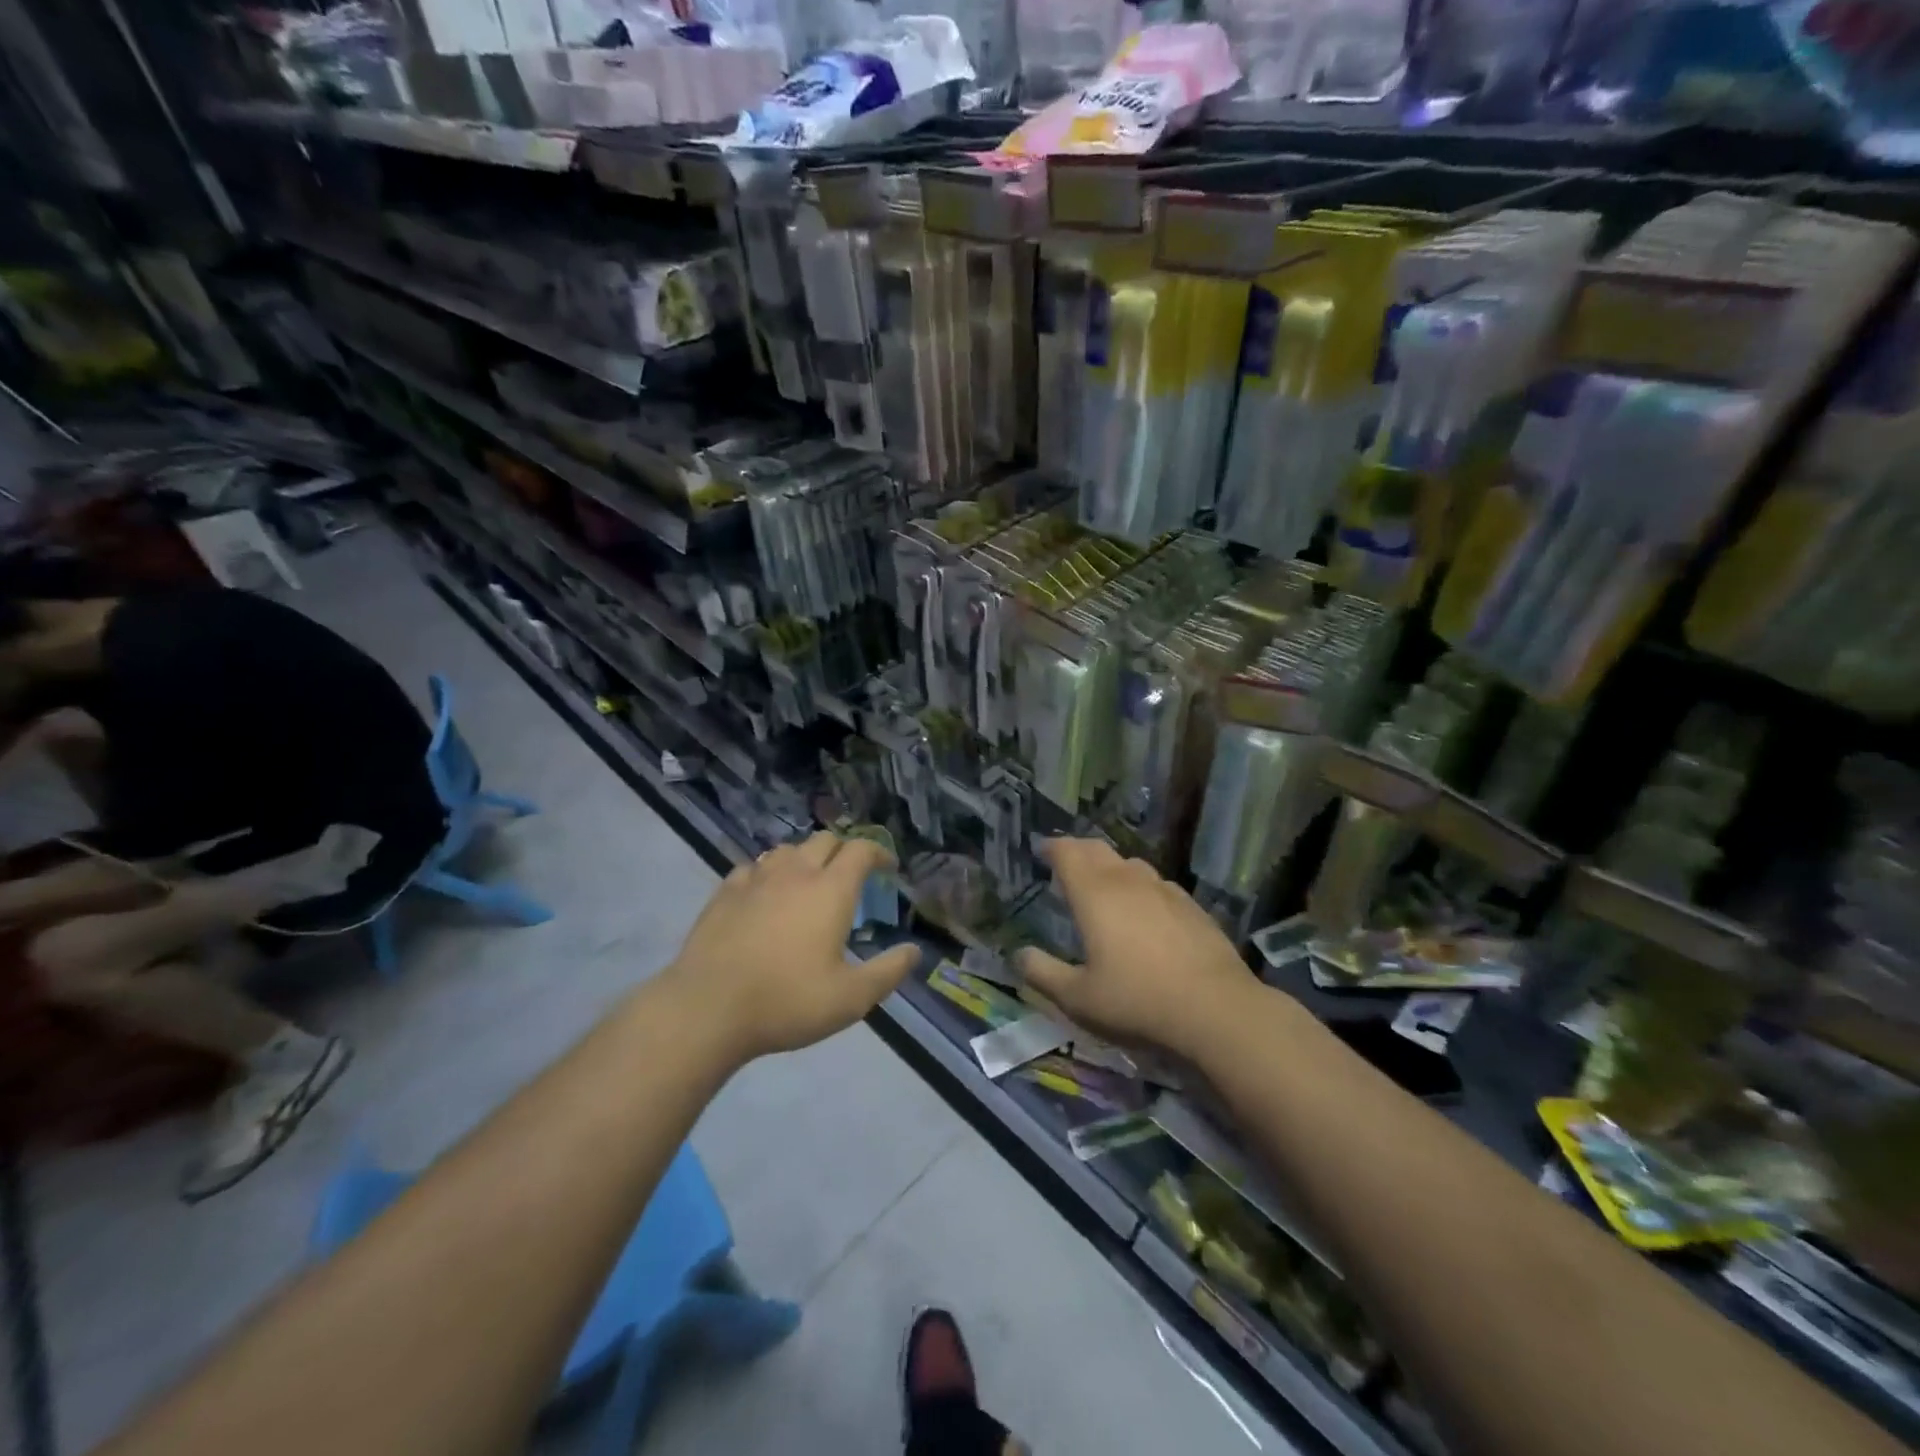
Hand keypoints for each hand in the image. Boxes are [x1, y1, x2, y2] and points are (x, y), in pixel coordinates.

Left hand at [666, 831, 920, 1061]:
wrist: (707, 1008)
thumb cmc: (787, 1001)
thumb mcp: (850, 998)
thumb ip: (888, 972)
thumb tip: (914, 951)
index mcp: (831, 890)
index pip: (861, 850)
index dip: (878, 852)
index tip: (888, 868)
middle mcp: (795, 873)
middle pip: (825, 840)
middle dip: (843, 851)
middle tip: (850, 875)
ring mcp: (756, 879)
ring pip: (786, 850)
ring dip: (804, 858)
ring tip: (807, 882)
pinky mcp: (724, 892)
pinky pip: (752, 868)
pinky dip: (767, 874)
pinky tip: (764, 894)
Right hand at [1016, 838, 1260, 1061]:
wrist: (1216, 1009)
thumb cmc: (1137, 1001)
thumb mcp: (1079, 998)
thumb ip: (1043, 973)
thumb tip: (1019, 955)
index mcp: (1094, 894)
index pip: (1068, 853)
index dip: (1052, 848)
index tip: (1042, 852)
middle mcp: (1127, 881)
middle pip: (1098, 849)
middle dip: (1078, 851)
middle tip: (1066, 864)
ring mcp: (1164, 889)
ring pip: (1130, 864)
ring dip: (1110, 867)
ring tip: (1103, 886)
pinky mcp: (1191, 905)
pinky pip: (1157, 883)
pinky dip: (1140, 886)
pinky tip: (1144, 910)